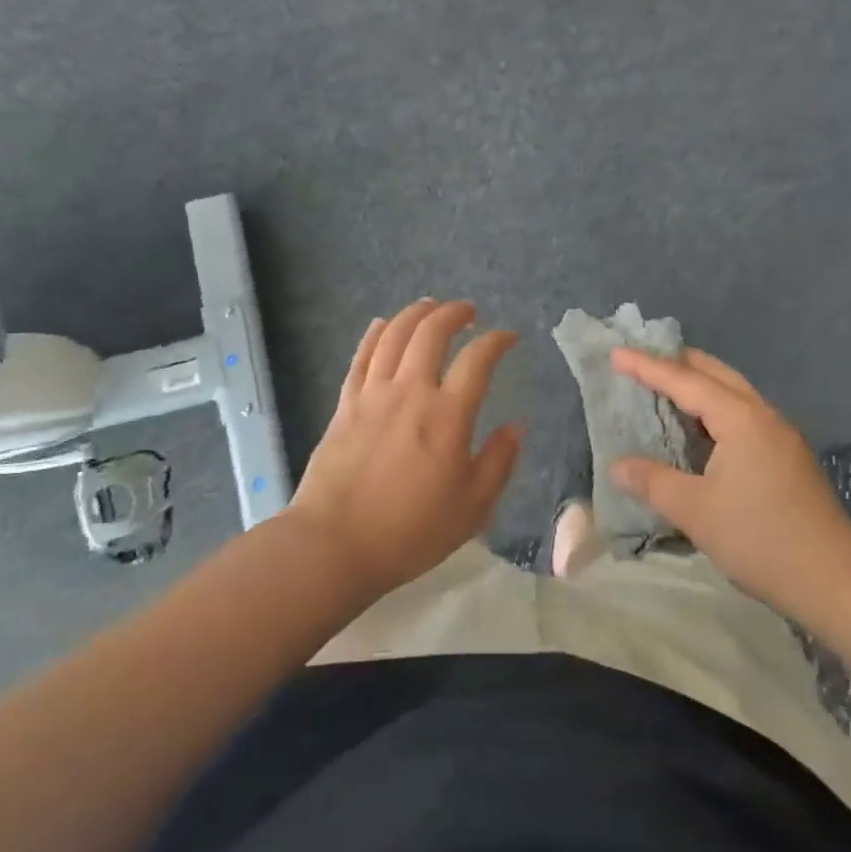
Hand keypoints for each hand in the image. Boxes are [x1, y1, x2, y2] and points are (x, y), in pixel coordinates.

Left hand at [291, 300, 523, 596]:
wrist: (335, 544)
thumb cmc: (410, 532)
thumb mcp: (472, 508)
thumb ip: (499, 463)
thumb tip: (516, 427)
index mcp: (448, 416)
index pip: (478, 360)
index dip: (497, 341)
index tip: (509, 337)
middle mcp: (410, 392)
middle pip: (431, 333)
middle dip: (454, 313)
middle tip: (468, 311)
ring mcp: (373, 394)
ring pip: (394, 335)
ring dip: (415, 313)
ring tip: (430, 306)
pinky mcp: (345, 404)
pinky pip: (361, 357)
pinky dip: (375, 334)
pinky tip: (382, 324)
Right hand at [609, 346, 850, 617]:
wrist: (836, 581)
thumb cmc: (761, 539)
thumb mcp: (696, 511)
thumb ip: (653, 482)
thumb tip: (617, 466)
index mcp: (740, 419)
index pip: (685, 380)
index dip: (647, 366)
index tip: (615, 353)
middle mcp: (762, 416)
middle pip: (715, 374)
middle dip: (676, 362)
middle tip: (639, 362)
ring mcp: (780, 436)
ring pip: (732, 393)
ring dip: (697, 385)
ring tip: (662, 388)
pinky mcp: (786, 457)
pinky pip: (741, 415)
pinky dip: (712, 409)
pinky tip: (698, 429)